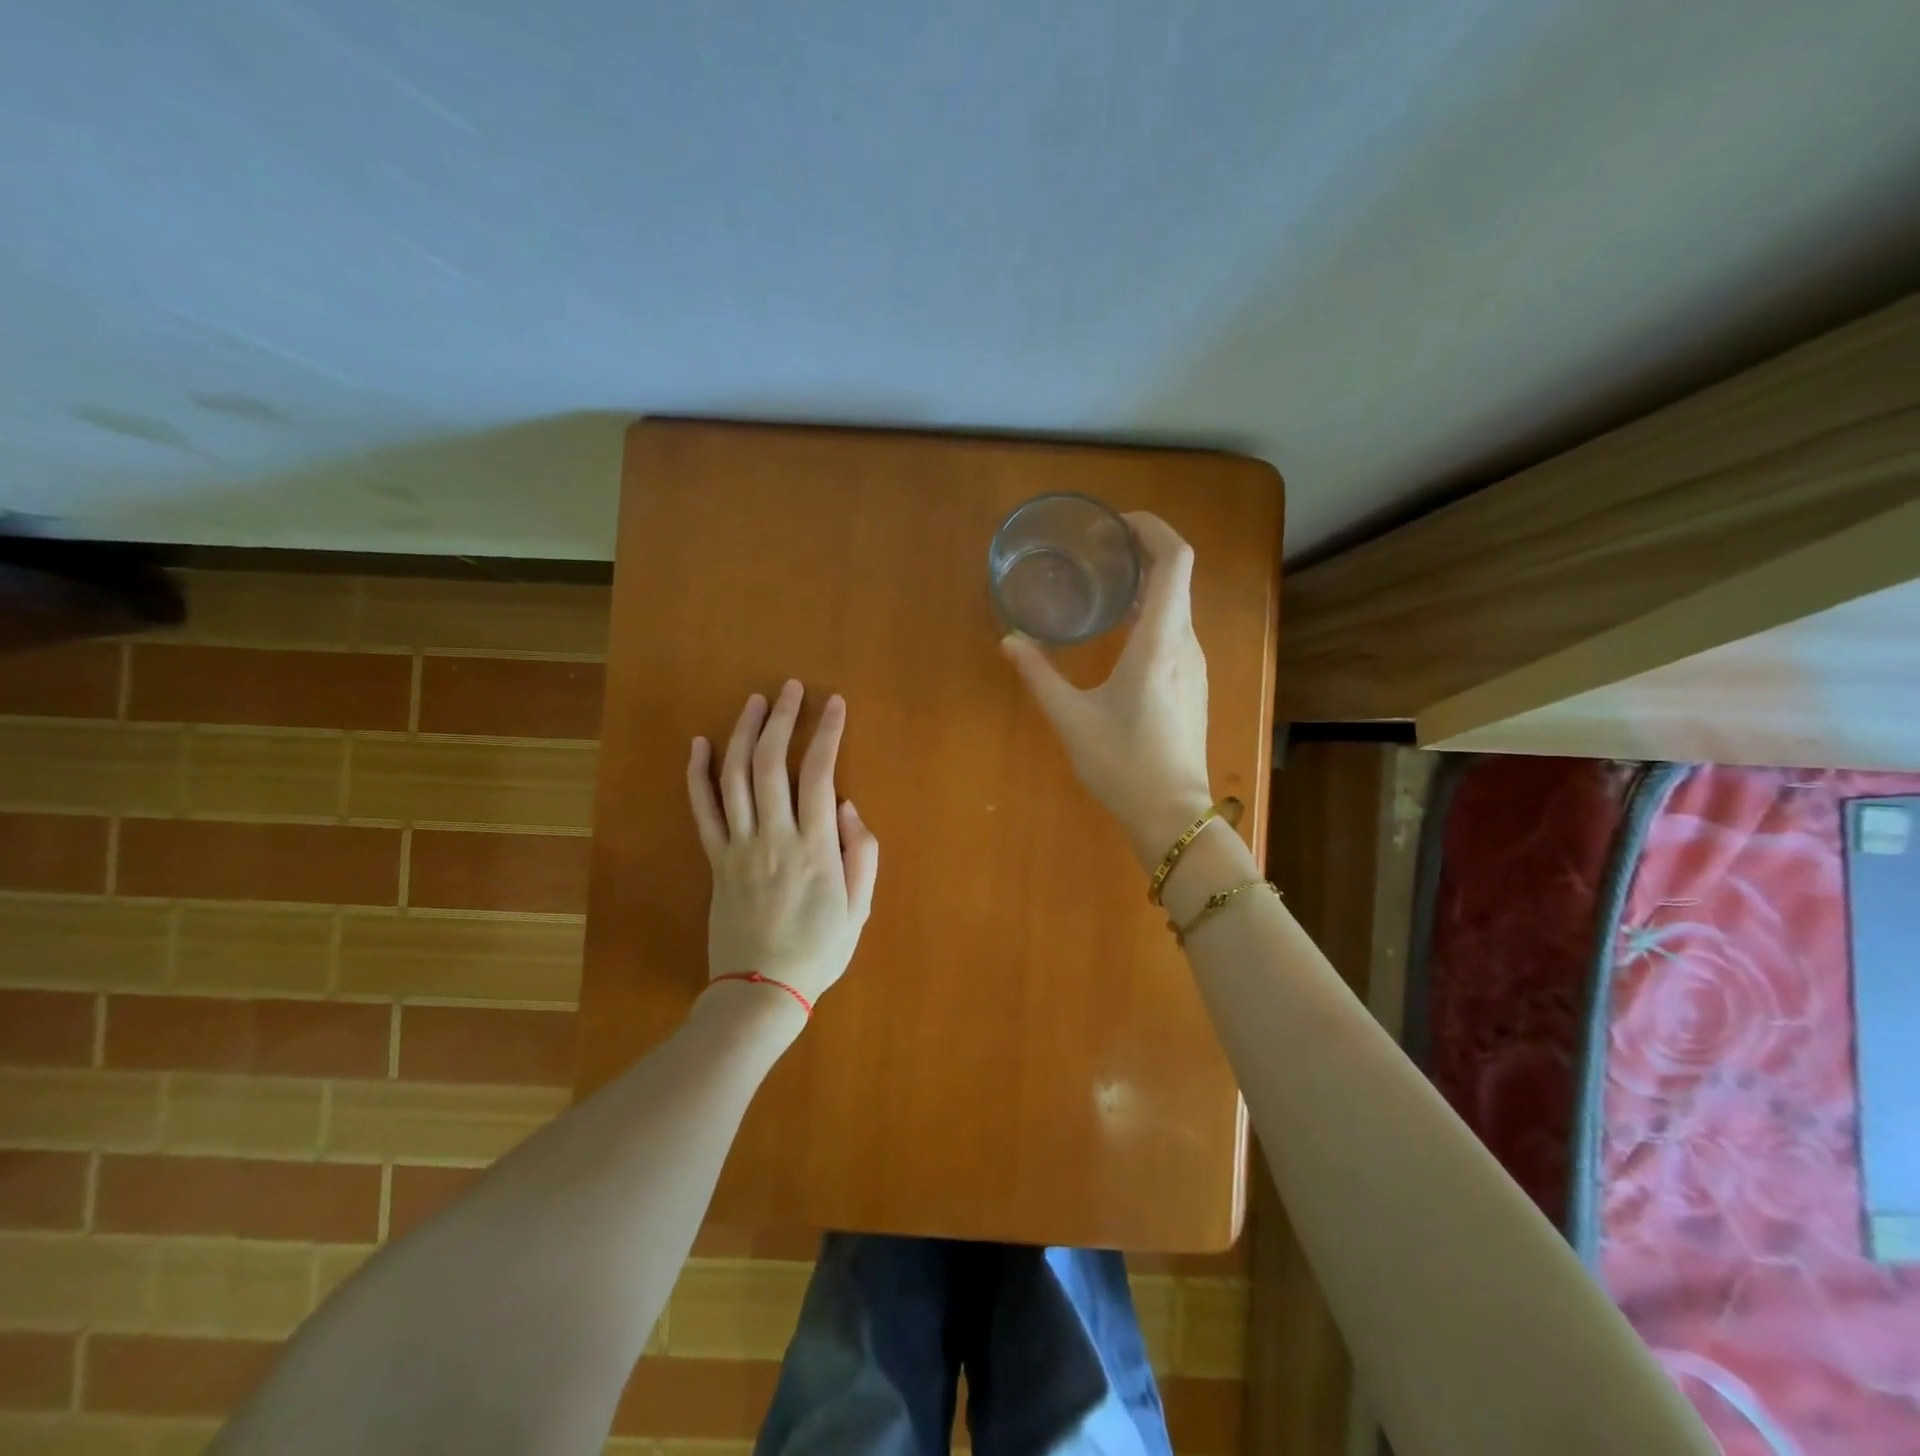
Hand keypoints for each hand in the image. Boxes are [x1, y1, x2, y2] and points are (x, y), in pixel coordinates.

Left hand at [686, 681, 879, 1010]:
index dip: (827, 732)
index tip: (834, 703)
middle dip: (782, 718)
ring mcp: (738, 847)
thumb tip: (851, 807)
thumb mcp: (860, 908)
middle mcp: (773, 837)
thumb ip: (862, 854)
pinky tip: (699, 743)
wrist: (760, 991)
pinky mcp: (715, 859)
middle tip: (790, 688)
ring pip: (734, 777)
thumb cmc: (819, 950)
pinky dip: (697, 773)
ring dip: (743, 733)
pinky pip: (702, 809)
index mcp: (815, 848)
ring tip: (754, 701)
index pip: (820, 773)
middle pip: (771, 763)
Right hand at [1000, 512, 1213, 869]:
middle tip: (1099, 551)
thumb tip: (1010, 641)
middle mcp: (1185, 644)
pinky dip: (1153, 613)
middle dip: (1143, 552)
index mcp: (1160, 642)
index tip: (1118, 524)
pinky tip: (1122, 631)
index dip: (1153, 529)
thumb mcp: (1071, 719)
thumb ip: (1038, 675)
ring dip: (1148, 585)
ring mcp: (1194, 665)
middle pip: (1178, 576)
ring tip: (1106, 585)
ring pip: (1178, 605)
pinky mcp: (1192, 684)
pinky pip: (1177, 630)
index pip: (1175, 561)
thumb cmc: (1122, 764)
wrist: (1172, 815)